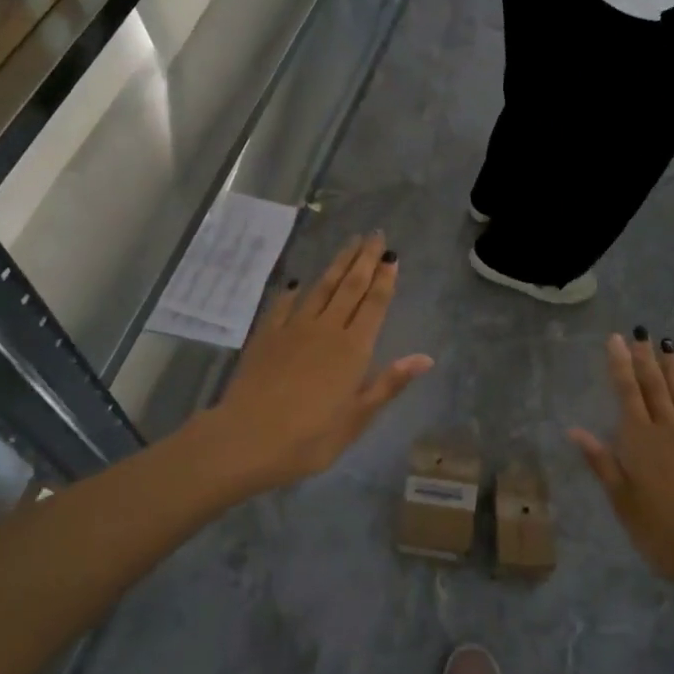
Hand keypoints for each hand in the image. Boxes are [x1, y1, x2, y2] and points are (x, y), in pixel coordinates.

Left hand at [204, 233, 433, 490]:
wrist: (248, 438)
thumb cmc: (310, 437)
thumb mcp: (357, 418)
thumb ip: (389, 383)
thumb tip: (425, 358)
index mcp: (353, 349)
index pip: (374, 304)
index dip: (385, 278)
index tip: (392, 255)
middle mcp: (326, 329)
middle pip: (349, 286)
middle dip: (364, 259)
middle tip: (375, 235)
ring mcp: (293, 328)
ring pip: (320, 288)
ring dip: (337, 264)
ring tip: (349, 243)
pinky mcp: (266, 335)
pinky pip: (282, 306)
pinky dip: (292, 292)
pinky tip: (296, 282)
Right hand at [570, 334, 673, 599]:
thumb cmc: (659, 531)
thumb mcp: (622, 501)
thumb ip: (602, 462)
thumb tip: (574, 430)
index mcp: (640, 441)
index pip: (626, 394)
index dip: (620, 365)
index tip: (616, 339)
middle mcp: (668, 432)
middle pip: (655, 389)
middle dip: (645, 360)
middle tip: (641, 334)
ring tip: (669, 348)